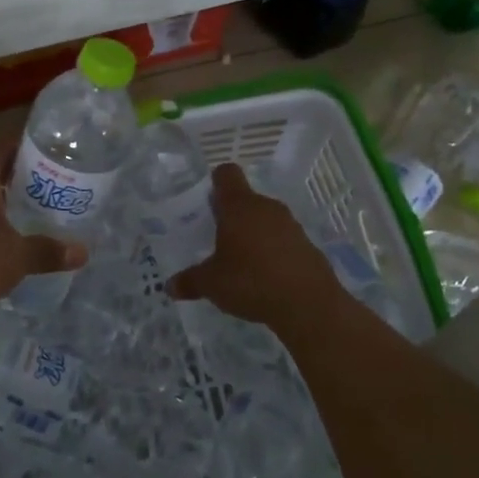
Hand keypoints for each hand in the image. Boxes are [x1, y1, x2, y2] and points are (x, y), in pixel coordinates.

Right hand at [167, 163, 340, 326]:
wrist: (308, 303)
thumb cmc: (251, 281)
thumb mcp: (212, 284)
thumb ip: (190, 281)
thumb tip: (170, 286)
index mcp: (238, 206)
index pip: (226, 174)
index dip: (215, 182)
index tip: (207, 202)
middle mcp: (265, 207)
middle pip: (245, 199)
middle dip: (232, 215)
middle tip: (217, 239)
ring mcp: (290, 224)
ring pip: (265, 219)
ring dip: (254, 233)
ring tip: (241, 261)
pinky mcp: (307, 244)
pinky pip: (283, 239)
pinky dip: (274, 250)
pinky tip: (266, 276)